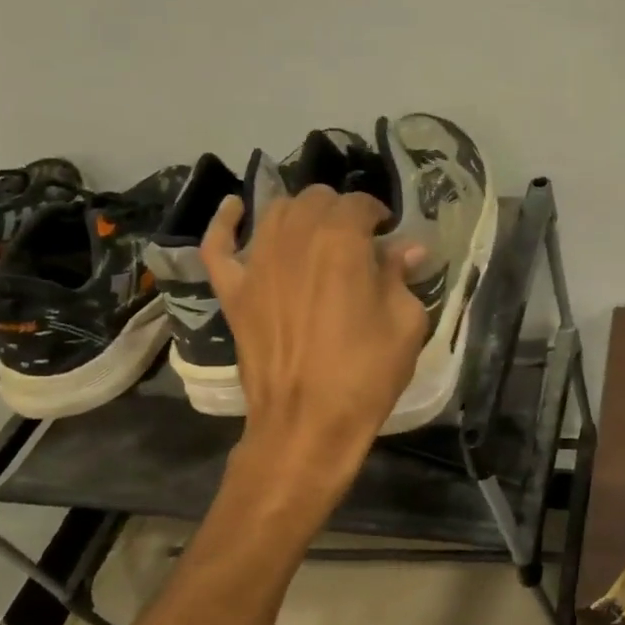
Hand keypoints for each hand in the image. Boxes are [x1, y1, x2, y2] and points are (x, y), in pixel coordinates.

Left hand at [204, 186, 425, 468]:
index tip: (389, 233)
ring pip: (275, 213)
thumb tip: (405, 249)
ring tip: (316, 233)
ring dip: (301, 214)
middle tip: (358, 240)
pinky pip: (219, 245)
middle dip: (341, 212)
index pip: (359, 203)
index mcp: (341, 242)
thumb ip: (402, 278)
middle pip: (316, 200)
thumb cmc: (366, 374)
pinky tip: (236, 210)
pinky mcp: (234, 291)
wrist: (309, 423)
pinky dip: (226, 222)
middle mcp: (295, 239)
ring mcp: (257, 263)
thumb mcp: (405, 324)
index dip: (377, 214)